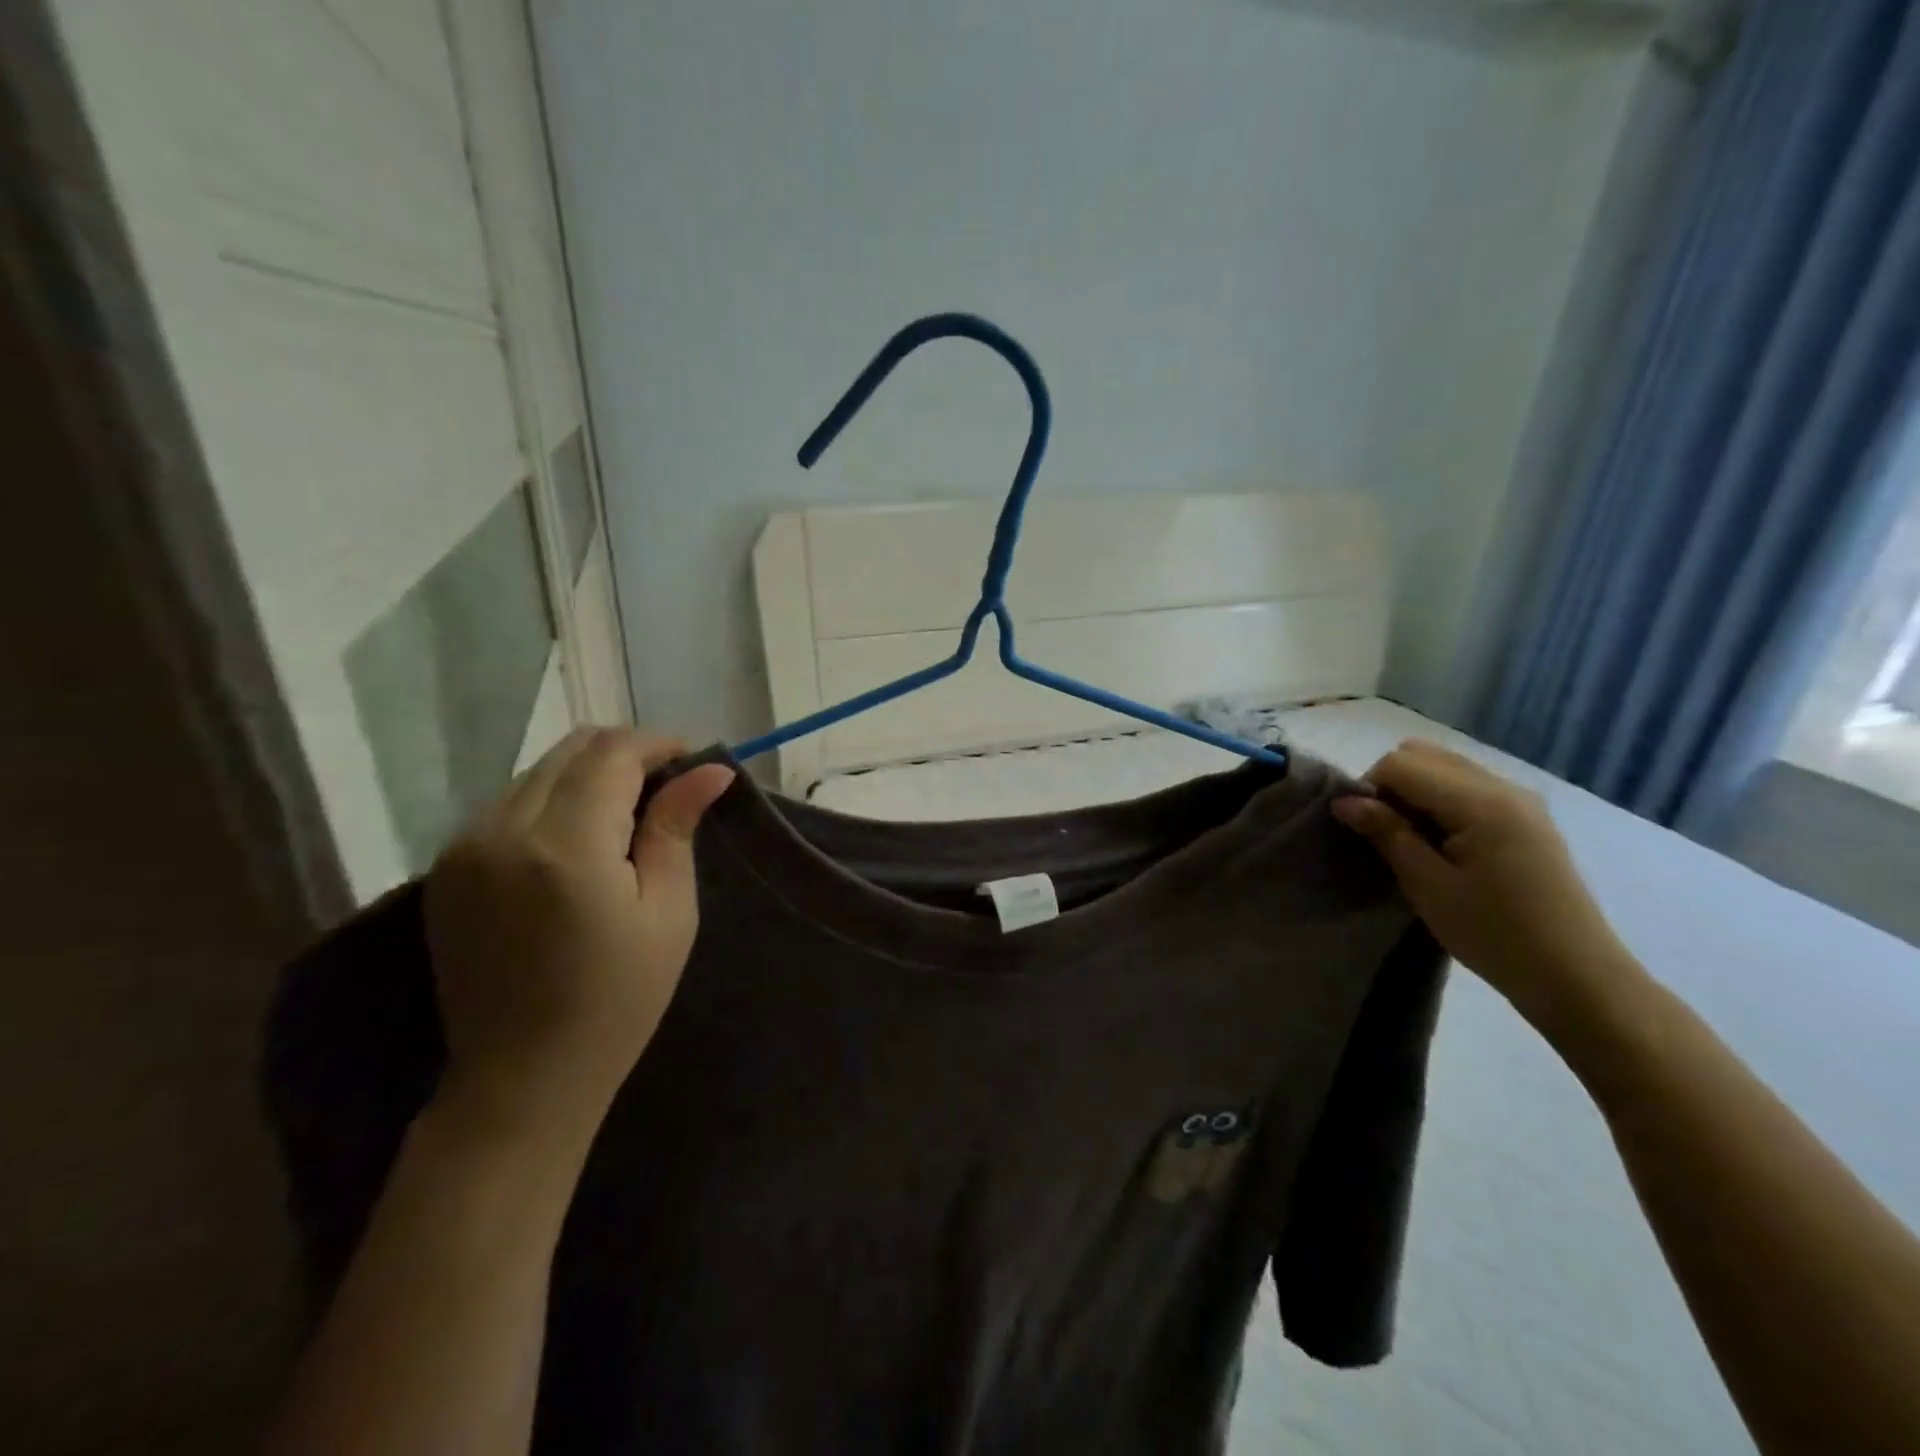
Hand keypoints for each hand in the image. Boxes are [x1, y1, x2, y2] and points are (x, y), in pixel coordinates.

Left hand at [423, 728, 734, 1148]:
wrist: (521, 1078)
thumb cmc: (617, 1000)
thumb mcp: (668, 913)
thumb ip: (676, 828)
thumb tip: (711, 769)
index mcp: (564, 845)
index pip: (612, 754)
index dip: (658, 745)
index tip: (692, 761)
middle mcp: (502, 831)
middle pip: (570, 749)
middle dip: (625, 754)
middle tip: (665, 789)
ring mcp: (464, 848)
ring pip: (538, 772)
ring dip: (588, 776)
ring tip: (625, 817)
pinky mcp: (447, 867)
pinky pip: (509, 803)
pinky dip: (552, 801)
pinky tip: (578, 842)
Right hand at [1331, 739, 1631, 1027]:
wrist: (1576, 977)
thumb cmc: (1494, 934)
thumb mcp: (1428, 886)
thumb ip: (1386, 833)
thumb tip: (1344, 801)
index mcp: (1480, 802)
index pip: (1400, 764)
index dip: (1370, 789)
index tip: (1364, 831)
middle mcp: (1503, 786)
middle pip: (1422, 754)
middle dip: (1391, 784)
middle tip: (1386, 831)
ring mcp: (1520, 799)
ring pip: (1445, 766)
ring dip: (1415, 791)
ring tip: (1413, 839)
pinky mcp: (1527, 816)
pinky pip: (1468, 785)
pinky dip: (1440, 800)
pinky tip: (1443, 842)